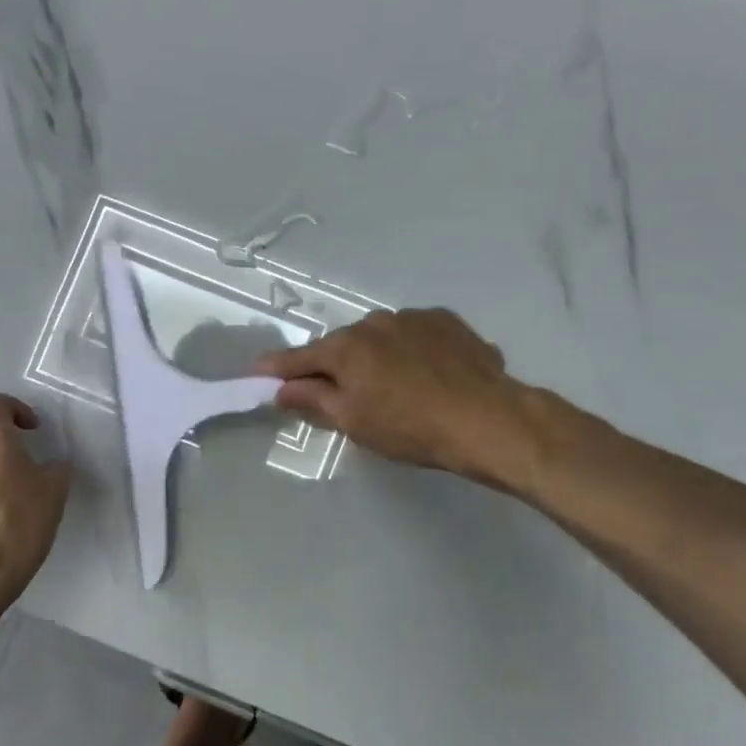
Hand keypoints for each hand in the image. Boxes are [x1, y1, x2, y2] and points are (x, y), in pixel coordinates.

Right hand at [258, 309, 522, 477]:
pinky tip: (428, 375)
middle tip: (342, 393)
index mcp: (347, 347)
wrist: (487, 419)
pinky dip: (411, 351)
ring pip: (382, 338)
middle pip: (344, 345)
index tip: (258, 370)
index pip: (302, 357)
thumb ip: (314, 400)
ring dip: (378, 356)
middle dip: (337, 365)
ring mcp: (414, 318)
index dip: (278, 367)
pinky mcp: (448, 322)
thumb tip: (283, 389)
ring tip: (396, 387)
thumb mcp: (354, 421)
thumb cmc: (410, 427)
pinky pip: (416, 336)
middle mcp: (375, 322)